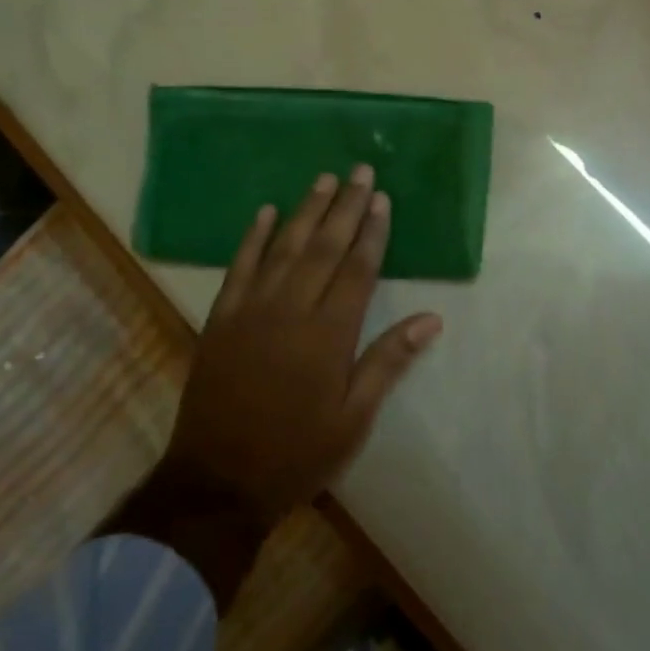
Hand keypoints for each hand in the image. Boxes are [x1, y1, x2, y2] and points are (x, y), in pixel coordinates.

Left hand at [157, 166, 443, 527]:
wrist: (217, 480)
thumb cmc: (296, 453)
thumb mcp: (354, 419)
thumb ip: (388, 362)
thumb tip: (431, 319)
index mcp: (329, 334)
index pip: (357, 269)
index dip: (372, 231)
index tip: (382, 198)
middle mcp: (291, 310)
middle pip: (324, 247)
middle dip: (345, 206)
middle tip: (360, 170)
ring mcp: (251, 310)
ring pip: (283, 247)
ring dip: (305, 210)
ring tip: (324, 179)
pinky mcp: (221, 318)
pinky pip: (239, 266)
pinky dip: (253, 237)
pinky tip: (265, 212)